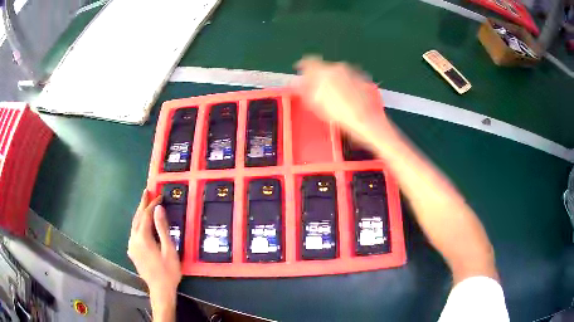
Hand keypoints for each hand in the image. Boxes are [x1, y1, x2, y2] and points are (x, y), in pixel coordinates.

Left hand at [128, 190, 181, 300]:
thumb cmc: (168, 271)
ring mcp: (131, 246)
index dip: (152, 204)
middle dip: (142, 204)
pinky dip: (138, 224)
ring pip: (134, 225)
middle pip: (137, 217)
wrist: (160, 290)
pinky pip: (134, 233)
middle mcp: (133, 239)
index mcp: (142, 238)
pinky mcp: (132, 252)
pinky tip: (141, 224)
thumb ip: (162, 228)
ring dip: (139, 214)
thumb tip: (158, 209)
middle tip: (146, 191)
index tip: (159, 196)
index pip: (145, 215)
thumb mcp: (168, 249)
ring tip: (145, 204)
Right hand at [294, 56, 390, 139]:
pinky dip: (343, 82)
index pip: (308, 61)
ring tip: (333, 96)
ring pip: (336, 71)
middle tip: (317, 90)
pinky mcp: (361, 77)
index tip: (301, 71)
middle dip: (319, 76)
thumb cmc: (340, 115)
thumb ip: (305, 90)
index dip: (303, 66)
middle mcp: (337, 67)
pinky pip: (347, 76)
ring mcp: (351, 71)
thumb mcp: (316, 105)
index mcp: (323, 72)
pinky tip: (345, 96)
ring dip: (332, 79)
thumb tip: (298, 83)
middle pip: (323, 67)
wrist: (367, 120)